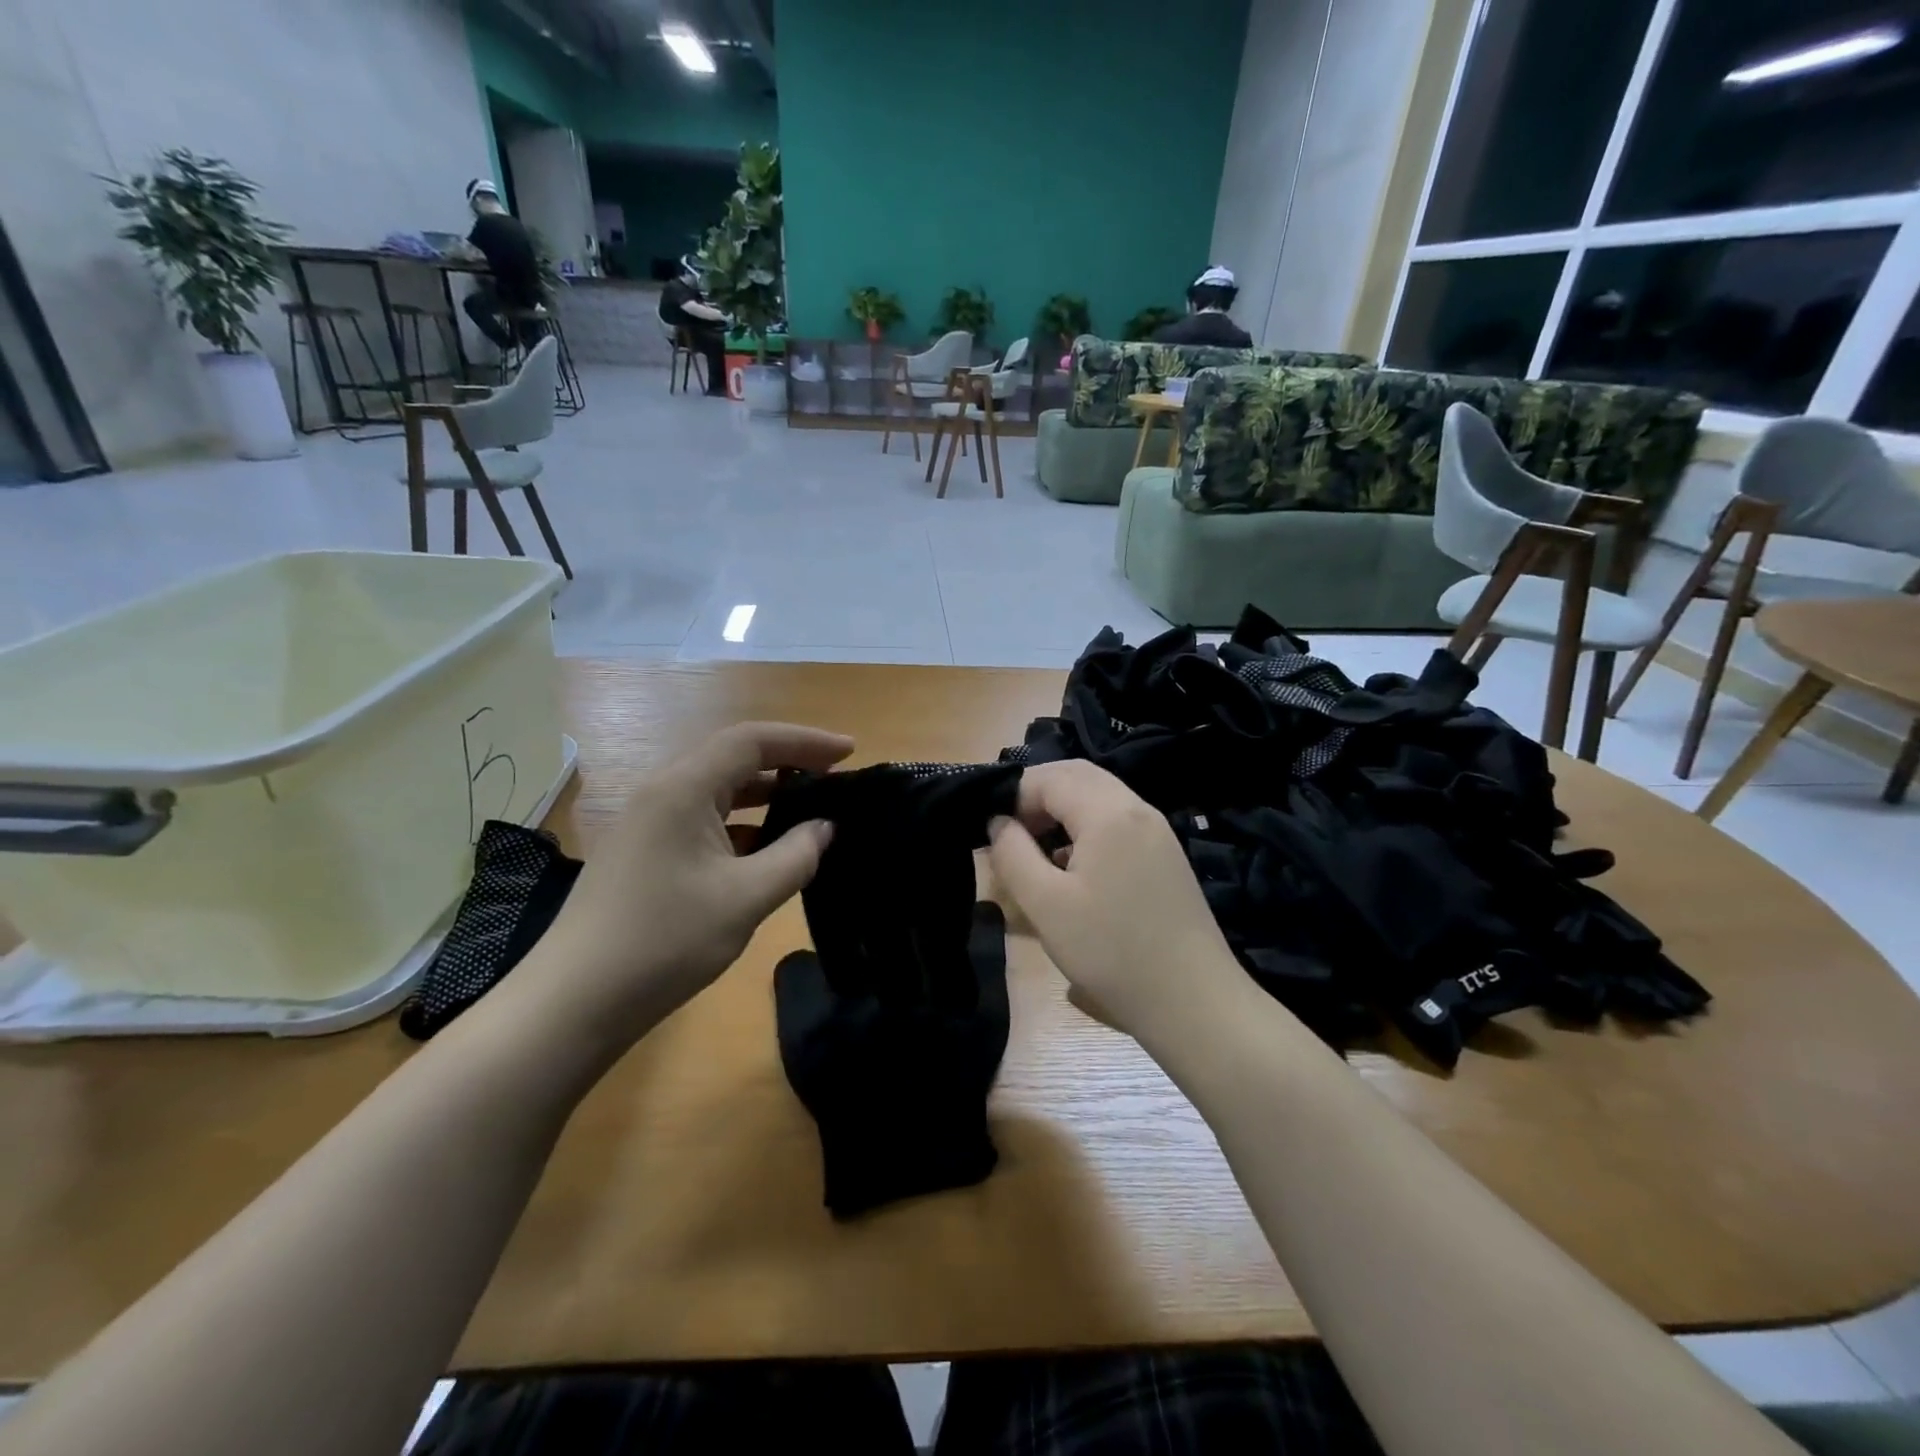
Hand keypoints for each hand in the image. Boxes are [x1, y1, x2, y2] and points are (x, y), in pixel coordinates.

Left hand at [520, 722, 852, 1045]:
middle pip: (733, 759)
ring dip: (765, 796)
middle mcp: (662, 792)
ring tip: (811, 811)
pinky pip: (702, 820)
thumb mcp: (745, 899)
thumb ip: (795, 856)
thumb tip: (824, 828)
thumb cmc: (664, 942)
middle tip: (835, 781)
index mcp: (683, 789)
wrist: (574, 1002)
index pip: (752, 741)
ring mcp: (648, 823)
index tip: (849, 752)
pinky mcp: (644, 852)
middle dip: (788, 764)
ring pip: (718, 792)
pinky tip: (768, 851)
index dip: (805, 740)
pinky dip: (742, 825)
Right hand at [988, 760, 1245, 1045]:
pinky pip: (1118, 821)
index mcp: (1109, 813)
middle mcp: (1137, 809)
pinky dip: (1087, 828)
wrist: (1194, 1002)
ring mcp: (1158, 832)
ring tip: (1035, 850)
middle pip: (1078, 776)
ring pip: (1100, 797)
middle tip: (1009, 832)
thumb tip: (998, 822)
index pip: (1050, 777)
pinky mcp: (1166, 856)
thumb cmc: (1111, 952)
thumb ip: (1013, 855)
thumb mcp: (1046, 906)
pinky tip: (1072, 869)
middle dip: (1037, 795)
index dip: (1014, 795)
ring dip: (1062, 811)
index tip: (991, 831)